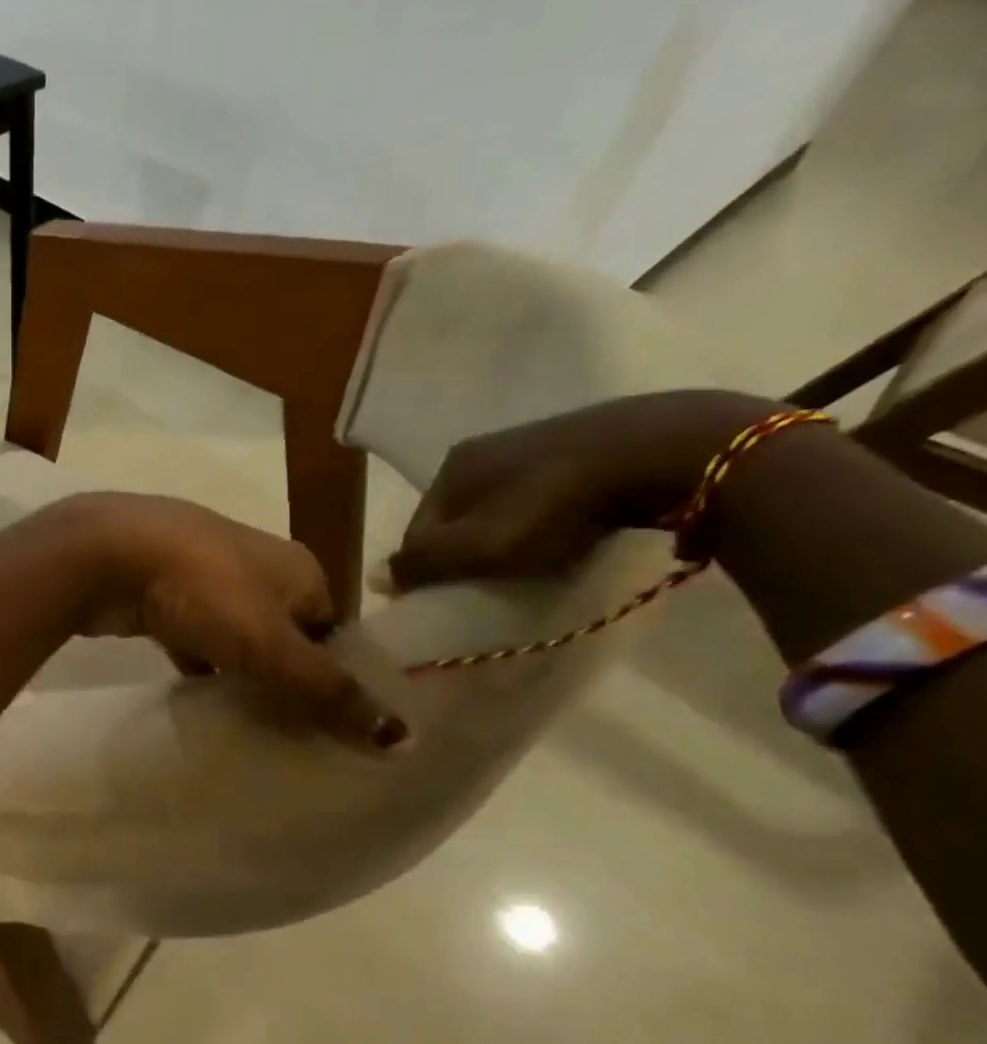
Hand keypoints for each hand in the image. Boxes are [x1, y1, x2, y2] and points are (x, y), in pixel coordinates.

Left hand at [68, 493, 407, 749]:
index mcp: (296, 567)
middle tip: (292, 735)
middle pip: (284, 633)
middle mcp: (255, 565)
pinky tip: (199, 701)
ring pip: (236, 636)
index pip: (334, 627)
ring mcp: (202, 576)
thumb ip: (328, 691)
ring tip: (250, 728)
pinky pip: (192, 638)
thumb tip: (404, 740)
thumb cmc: (202, 589)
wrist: (103, 553)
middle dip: (286, 678)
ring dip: (240, 674)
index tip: (336, 727)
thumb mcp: (271, 645)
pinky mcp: (160, 595)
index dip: (337, 674)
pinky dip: (198, 666)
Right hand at [385, 389, 780, 592]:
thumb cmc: (554, 507)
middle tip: (494, 587)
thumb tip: (376, 578)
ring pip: (499, 509)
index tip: (451, 600)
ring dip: (506, 541)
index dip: (427, 571)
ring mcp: (534, 442)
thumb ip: (422, 564)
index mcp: (450, 468)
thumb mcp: (478, 547)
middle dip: (467, 555)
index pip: (417, 531)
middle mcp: (482, 449)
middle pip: (457, 520)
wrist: (667, 452)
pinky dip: (544, 521)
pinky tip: (569, 535)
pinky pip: (541, 496)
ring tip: (534, 566)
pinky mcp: (582, 444)